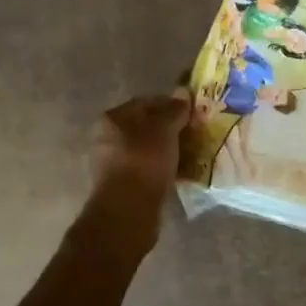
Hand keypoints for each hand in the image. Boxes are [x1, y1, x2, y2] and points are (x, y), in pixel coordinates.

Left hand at [89, 91, 191, 226]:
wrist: (128, 211)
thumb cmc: (144, 161)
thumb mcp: (165, 130)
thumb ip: (174, 110)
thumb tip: (182, 93)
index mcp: (114, 118)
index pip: (147, 102)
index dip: (172, 104)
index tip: (194, 113)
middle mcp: (109, 137)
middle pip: (147, 126)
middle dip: (172, 129)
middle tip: (196, 134)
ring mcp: (114, 162)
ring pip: (148, 148)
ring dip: (169, 149)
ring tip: (192, 154)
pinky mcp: (123, 185)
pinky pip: (148, 168)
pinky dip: (164, 167)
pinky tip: (180, 172)